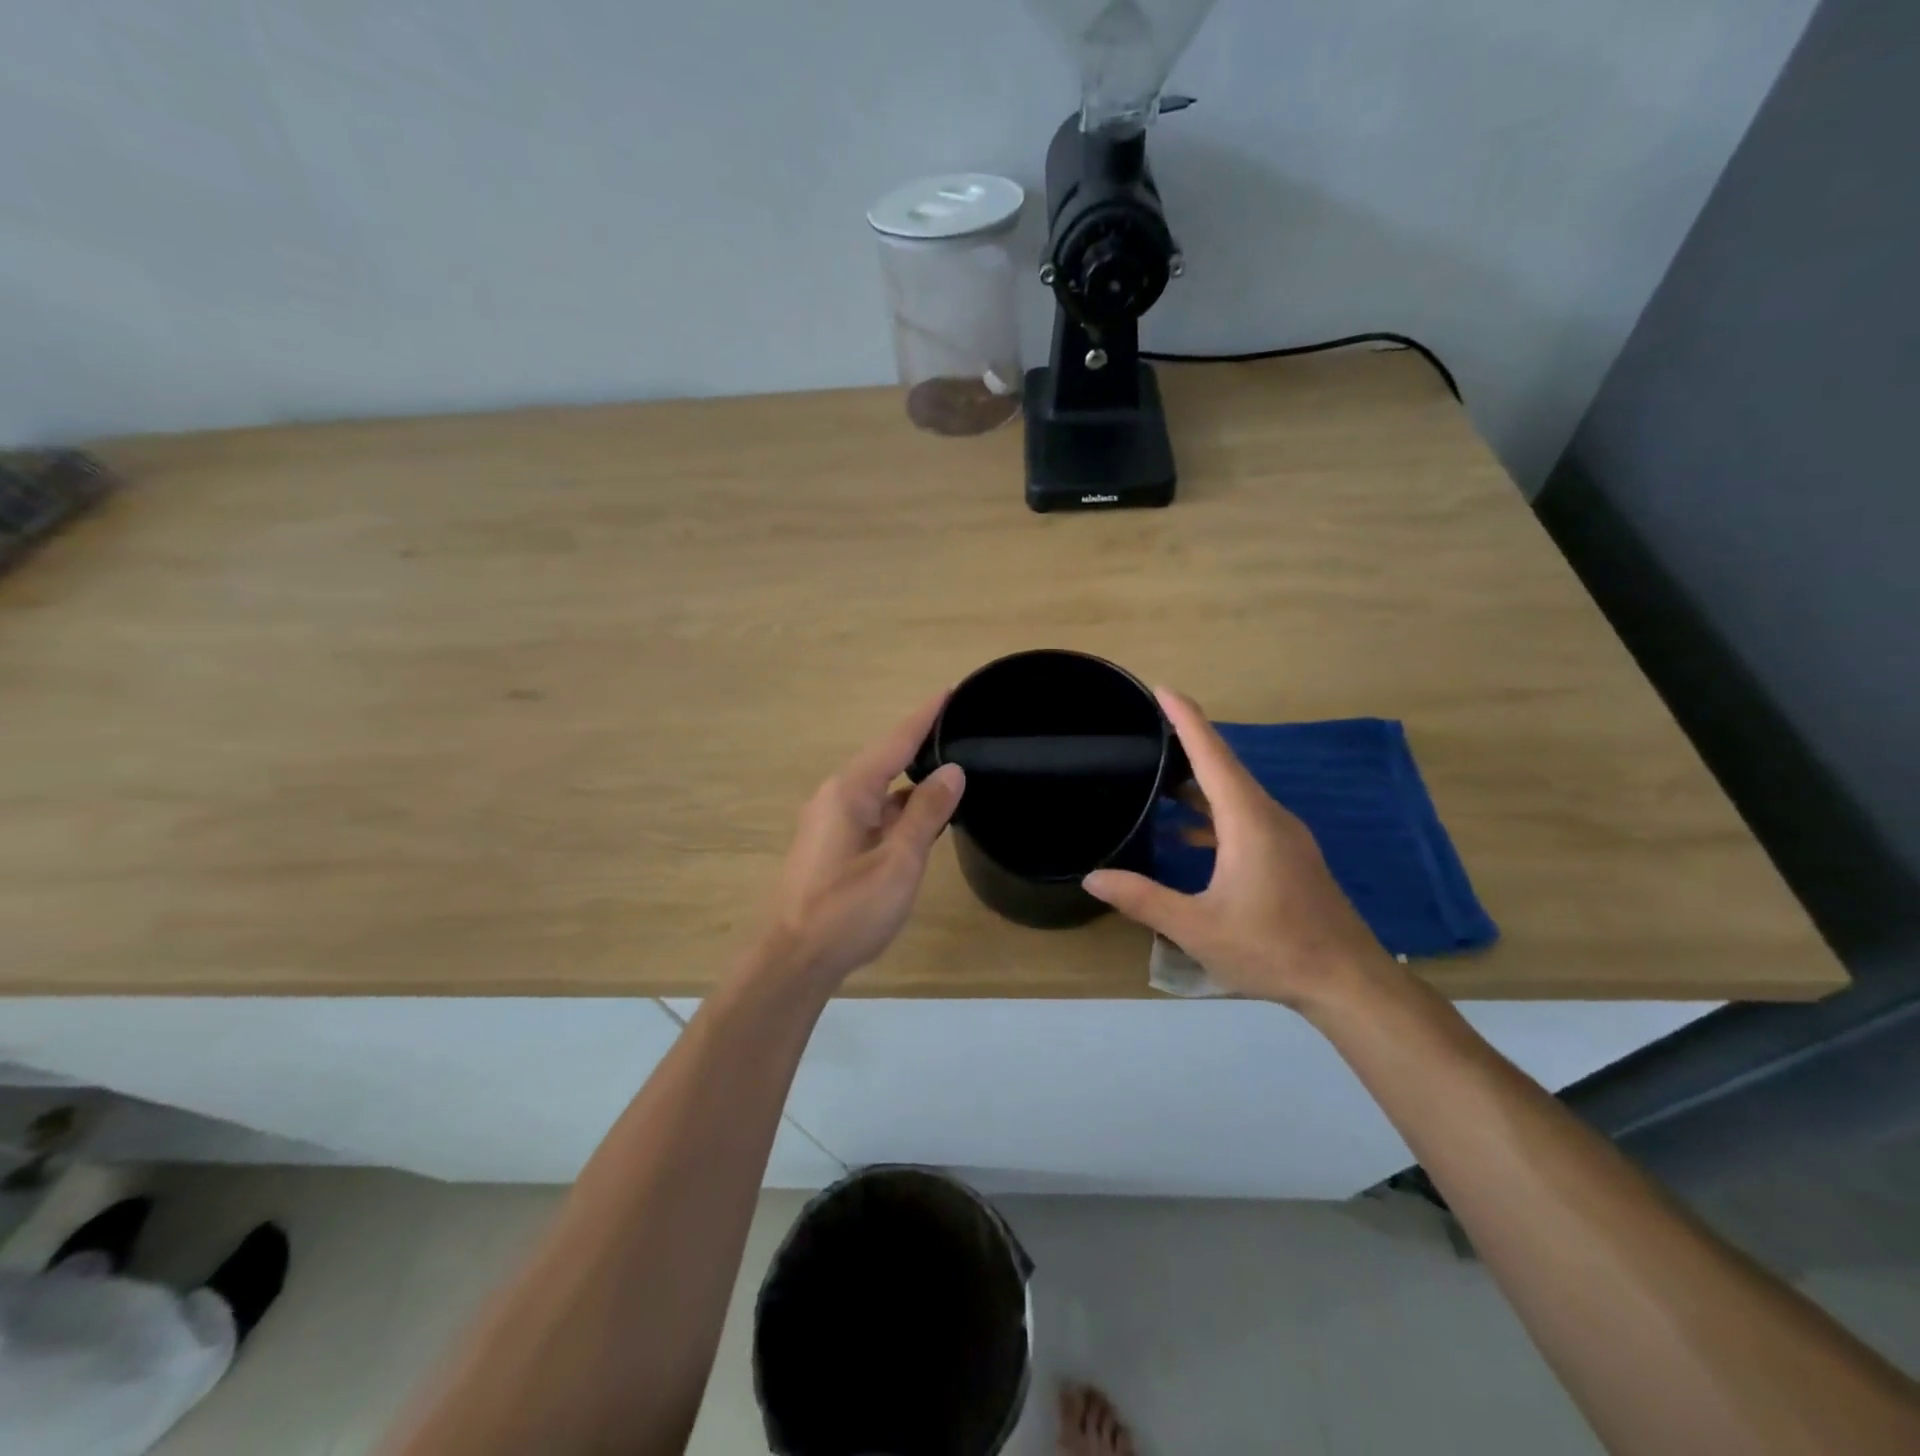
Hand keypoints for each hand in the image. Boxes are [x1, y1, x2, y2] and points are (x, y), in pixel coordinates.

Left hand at [760, 693, 964, 989]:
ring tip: (953, 773)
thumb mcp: (898, 862)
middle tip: (962, 732)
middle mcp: (836, 796)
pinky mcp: (831, 845)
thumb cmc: (848, 910)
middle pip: (886, 760)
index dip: (926, 716)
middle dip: (922, 745)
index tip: (951, 691)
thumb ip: (926, 814)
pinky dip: (900, 809)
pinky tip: (924, 820)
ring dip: (913, 782)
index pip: (896, 741)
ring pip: (880, 790)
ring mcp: (830, 821)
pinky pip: (872, 812)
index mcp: (850, 791)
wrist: (794, 959)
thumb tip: (953, 770)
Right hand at [1083, 688, 1391, 1010]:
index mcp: (1248, 821)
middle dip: (1186, 742)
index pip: (1212, 755)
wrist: (1348, 982)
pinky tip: (1185, 834)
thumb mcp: (1197, 927)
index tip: (1161, 688)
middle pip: (1224, 766)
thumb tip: (1093, 877)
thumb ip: (1143, 899)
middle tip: (1145, 730)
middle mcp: (1269, 816)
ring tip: (1156, 777)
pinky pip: (1244, 816)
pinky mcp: (1289, 855)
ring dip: (1197, 781)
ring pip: (1235, 793)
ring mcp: (1284, 836)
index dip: (1186, 718)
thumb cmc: (1272, 948)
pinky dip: (1212, 812)